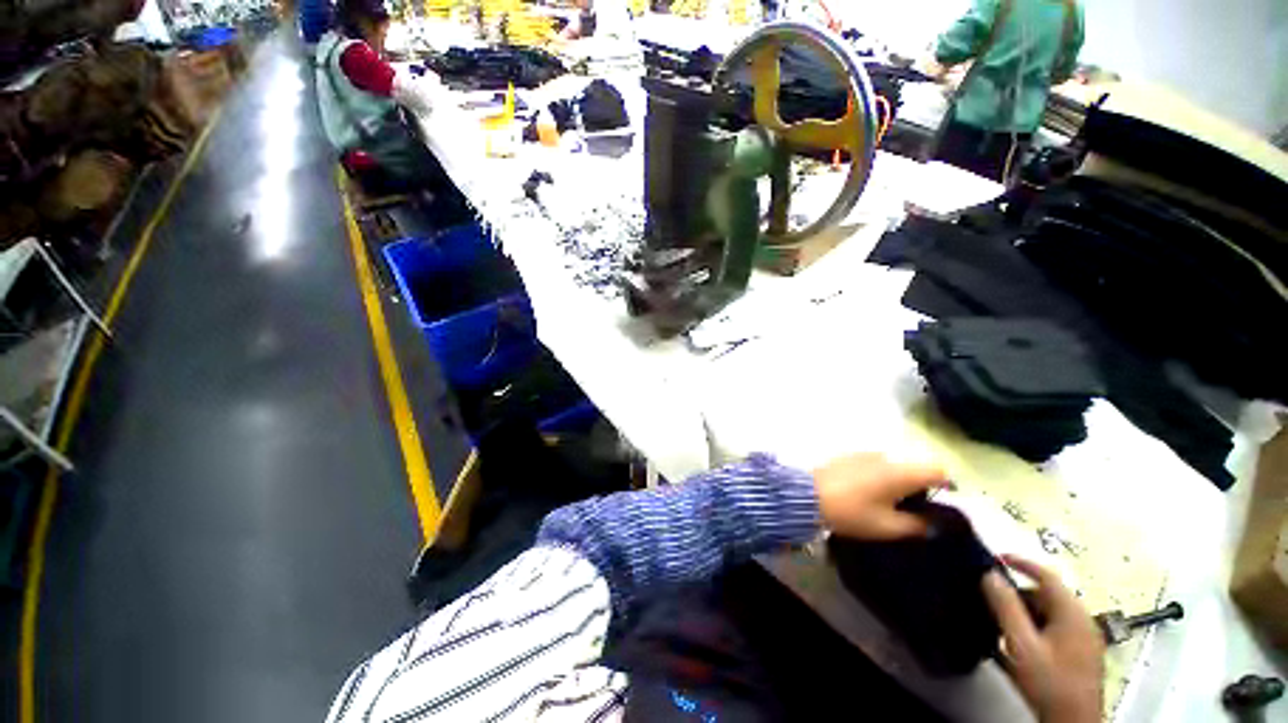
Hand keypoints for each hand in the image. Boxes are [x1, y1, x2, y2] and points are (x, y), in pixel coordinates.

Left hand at [813, 454, 950, 539]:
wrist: (807, 495)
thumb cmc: (851, 512)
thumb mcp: (888, 526)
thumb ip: (918, 525)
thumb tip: (935, 523)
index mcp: (901, 471)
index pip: (937, 469)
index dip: (946, 485)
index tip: (942, 503)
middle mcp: (885, 456)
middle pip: (915, 465)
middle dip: (920, 485)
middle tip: (913, 509)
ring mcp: (864, 452)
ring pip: (894, 464)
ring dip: (898, 480)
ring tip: (887, 503)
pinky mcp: (848, 455)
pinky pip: (874, 463)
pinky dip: (879, 475)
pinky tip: (866, 492)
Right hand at [982, 556, 1105, 722]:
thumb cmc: (1049, 681)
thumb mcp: (1021, 644)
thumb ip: (1006, 607)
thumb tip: (989, 574)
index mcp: (1072, 613)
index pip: (1047, 575)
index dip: (1022, 562)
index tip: (997, 557)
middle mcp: (1083, 620)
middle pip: (1048, 595)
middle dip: (1019, 594)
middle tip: (992, 600)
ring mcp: (1085, 638)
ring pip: (1051, 613)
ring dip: (1026, 612)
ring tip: (1002, 624)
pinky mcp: (1082, 654)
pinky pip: (1056, 628)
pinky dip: (1036, 626)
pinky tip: (1020, 642)